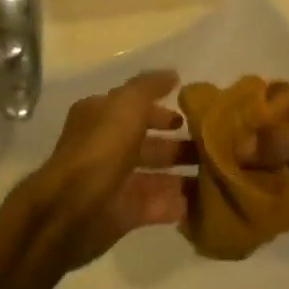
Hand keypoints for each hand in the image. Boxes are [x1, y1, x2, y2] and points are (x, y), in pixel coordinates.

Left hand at [15, 71, 193, 271]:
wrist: (71, 211)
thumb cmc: (99, 150)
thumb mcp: (126, 105)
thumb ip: (149, 87)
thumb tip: (172, 74)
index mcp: (101, 118)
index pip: (135, 108)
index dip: (162, 109)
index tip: (193, 115)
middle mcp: (106, 147)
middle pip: (147, 143)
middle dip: (178, 144)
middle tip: (213, 147)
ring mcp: (115, 182)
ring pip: (155, 175)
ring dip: (183, 175)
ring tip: (217, 175)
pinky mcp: (123, 213)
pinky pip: (157, 205)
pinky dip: (178, 203)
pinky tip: (206, 201)